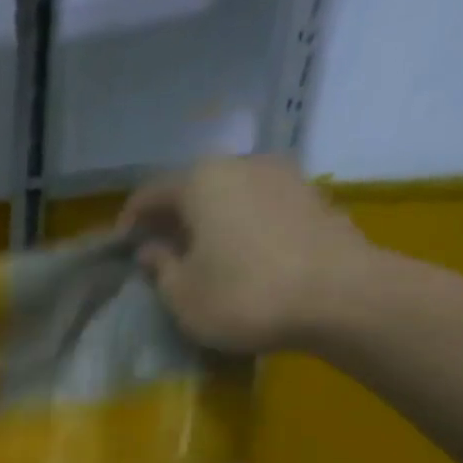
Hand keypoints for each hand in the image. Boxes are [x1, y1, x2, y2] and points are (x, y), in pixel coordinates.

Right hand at [120, 156, 372, 353]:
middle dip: (171, 218)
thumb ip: (160, 267)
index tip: (120, 249)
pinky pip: (259, 207)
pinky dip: (239, 226)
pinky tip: (238, 256)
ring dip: (208, 221)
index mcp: (201, 181)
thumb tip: (150, 248)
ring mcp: (284, 177)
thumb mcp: (182, 294)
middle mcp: (242, 164)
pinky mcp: (312, 198)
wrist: (341, 297)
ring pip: (229, 195)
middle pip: (193, 188)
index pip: (150, 193)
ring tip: (198, 255)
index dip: (130, 221)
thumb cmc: (244, 296)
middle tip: (157, 252)